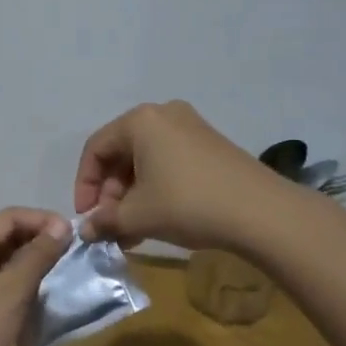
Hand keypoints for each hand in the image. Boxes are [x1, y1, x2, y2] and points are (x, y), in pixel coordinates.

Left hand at [0, 208, 72, 345]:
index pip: (10, 216)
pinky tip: (41, 296)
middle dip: (38, 239)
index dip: (42, 219)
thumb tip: (61, 226)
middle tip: (71, 253)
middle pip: (6, 235)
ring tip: (61, 271)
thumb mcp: (12, 290)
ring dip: (32, 261)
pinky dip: (23, 283)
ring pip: (5, 260)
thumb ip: (37, 256)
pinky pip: (2, 282)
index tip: (73, 233)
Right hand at [74, 100, 288, 250]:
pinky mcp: (210, 145)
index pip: (96, 149)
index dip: (85, 185)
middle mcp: (164, 114)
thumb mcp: (138, 216)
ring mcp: (191, 127)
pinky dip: (156, 188)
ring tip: (132, 230)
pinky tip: (158, 219)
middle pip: (121, 152)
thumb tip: (85, 231)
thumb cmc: (187, 204)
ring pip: (146, 160)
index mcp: (140, 121)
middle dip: (111, 192)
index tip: (86, 217)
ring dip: (132, 194)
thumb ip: (105, 222)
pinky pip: (169, 162)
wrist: (260, 212)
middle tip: (110, 225)